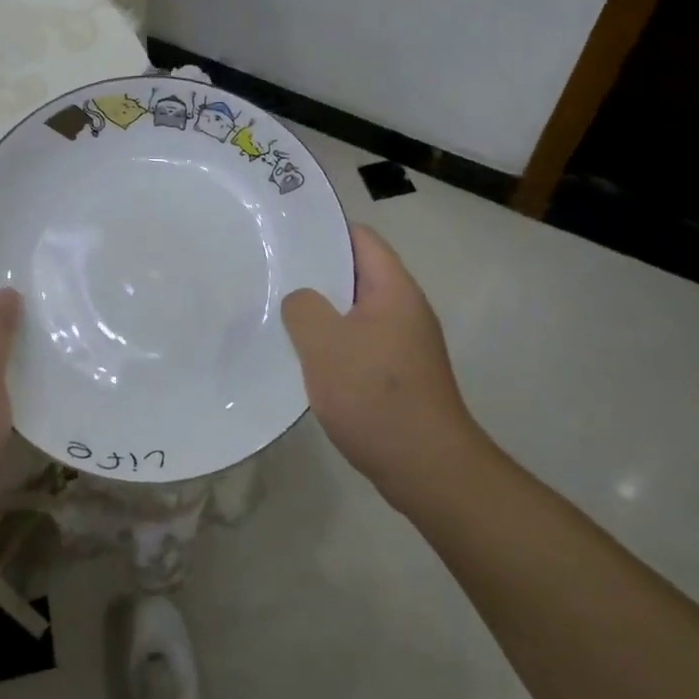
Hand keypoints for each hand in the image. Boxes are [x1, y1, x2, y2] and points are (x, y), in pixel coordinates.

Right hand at [282, 224, 481, 515]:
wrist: (427, 468)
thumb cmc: (374, 395)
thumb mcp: (324, 342)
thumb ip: (303, 307)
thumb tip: (301, 300)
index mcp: (394, 289)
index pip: (360, 239)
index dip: (324, 230)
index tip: (285, 234)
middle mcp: (405, 309)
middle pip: (357, 274)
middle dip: (316, 272)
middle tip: (272, 271)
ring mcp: (405, 344)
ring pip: (355, 311)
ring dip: (322, 311)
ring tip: (280, 311)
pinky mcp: (399, 375)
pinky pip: (360, 342)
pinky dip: (333, 342)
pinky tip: (305, 357)